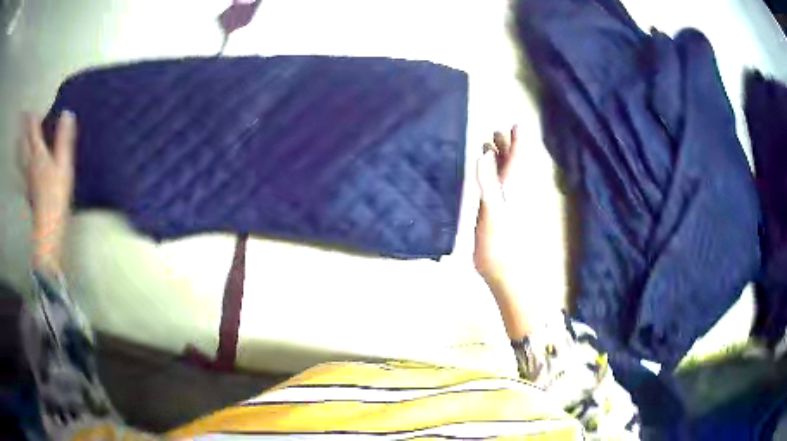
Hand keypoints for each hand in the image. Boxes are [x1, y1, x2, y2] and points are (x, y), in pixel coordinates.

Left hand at [21, 111, 76, 271]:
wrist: (48, 228)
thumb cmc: (57, 196)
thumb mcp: (65, 165)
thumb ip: (65, 140)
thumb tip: (67, 113)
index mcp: (39, 154)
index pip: (33, 130)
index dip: (33, 117)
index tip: (32, 107)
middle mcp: (30, 162)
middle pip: (24, 143)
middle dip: (22, 129)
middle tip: (21, 117)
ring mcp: (27, 178)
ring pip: (20, 157)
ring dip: (18, 146)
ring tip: (17, 138)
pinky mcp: (28, 190)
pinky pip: (21, 174)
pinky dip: (19, 166)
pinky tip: (19, 168)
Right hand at [474, 125, 549, 337]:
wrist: (505, 274)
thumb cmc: (501, 245)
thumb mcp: (493, 213)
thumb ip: (488, 184)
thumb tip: (484, 155)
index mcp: (513, 187)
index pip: (519, 158)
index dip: (518, 140)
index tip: (517, 123)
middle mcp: (512, 191)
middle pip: (512, 163)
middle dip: (507, 145)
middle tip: (498, 130)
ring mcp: (505, 203)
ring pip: (504, 174)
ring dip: (499, 158)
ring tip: (489, 145)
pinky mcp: (498, 214)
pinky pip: (496, 186)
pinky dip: (491, 175)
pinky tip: (485, 175)